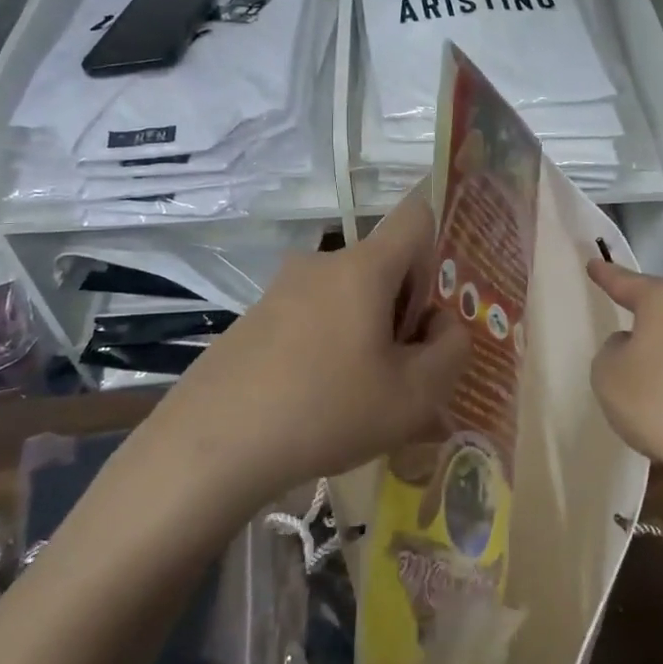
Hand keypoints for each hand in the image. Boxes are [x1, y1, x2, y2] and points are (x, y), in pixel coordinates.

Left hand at [149, 191, 469, 507]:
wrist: (211, 447)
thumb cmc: (327, 410)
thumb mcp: (415, 395)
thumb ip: (452, 351)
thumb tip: (440, 325)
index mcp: (364, 267)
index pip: (417, 216)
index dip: (440, 250)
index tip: (432, 309)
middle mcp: (322, 263)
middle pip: (384, 266)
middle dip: (405, 310)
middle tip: (403, 372)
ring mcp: (282, 289)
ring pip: (349, 296)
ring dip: (367, 332)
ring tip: (361, 397)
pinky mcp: (255, 318)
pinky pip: (313, 317)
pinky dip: (329, 346)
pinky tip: (318, 402)